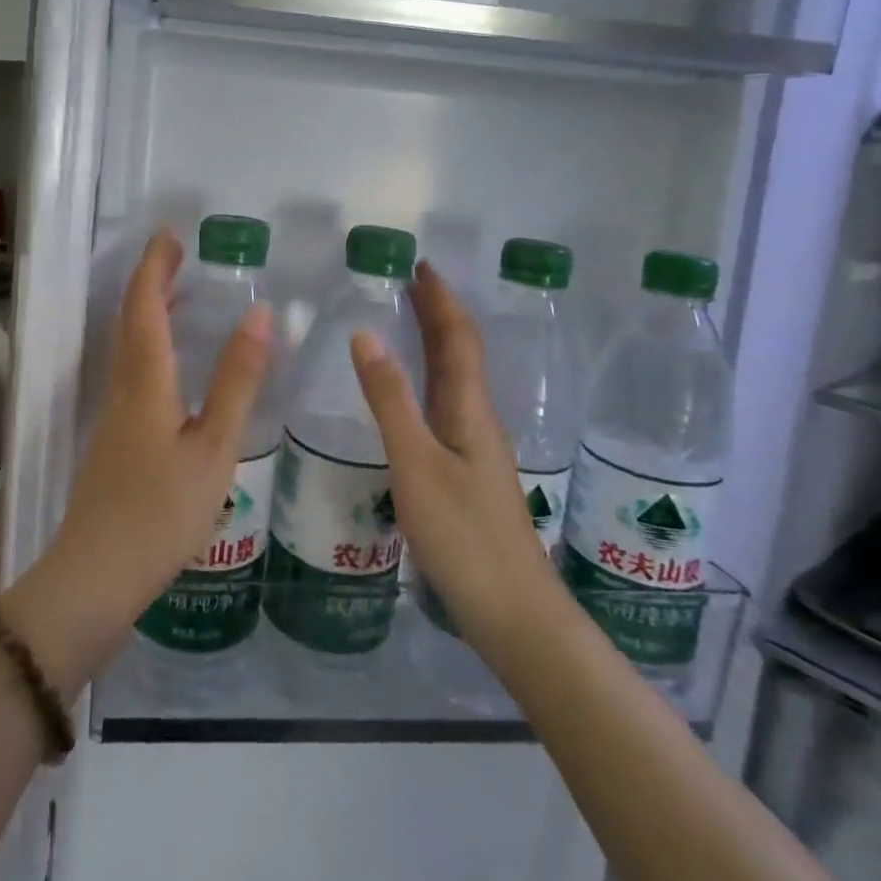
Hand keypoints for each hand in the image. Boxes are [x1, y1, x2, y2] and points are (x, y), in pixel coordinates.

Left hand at [3, 231, 271, 690]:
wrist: (96, 578)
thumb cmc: (162, 511)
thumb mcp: (214, 446)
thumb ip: (237, 381)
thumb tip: (259, 314)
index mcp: (145, 381)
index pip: (146, 306)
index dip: (155, 266)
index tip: (170, 234)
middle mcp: (123, 388)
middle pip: (132, 320)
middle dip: (152, 281)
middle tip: (180, 255)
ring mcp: (114, 417)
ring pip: (129, 347)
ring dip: (150, 313)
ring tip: (183, 298)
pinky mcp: (114, 441)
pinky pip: (132, 372)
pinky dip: (152, 347)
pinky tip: (174, 368)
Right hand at [349, 261, 559, 659]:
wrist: (515, 615)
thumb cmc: (464, 536)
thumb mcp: (416, 464)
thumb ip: (389, 400)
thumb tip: (366, 333)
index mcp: (469, 409)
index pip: (457, 337)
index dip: (441, 299)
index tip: (420, 265)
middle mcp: (477, 419)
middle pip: (460, 352)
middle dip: (438, 313)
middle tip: (410, 282)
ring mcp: (476, 448)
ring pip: (455, 379)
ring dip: (436, 343)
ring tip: (409, 322)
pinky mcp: (469, 473)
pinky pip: (447, 405)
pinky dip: (430, 379)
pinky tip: (414, 395)